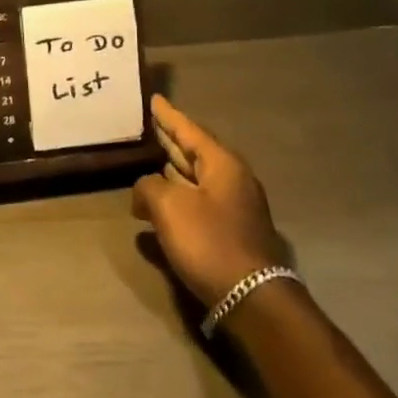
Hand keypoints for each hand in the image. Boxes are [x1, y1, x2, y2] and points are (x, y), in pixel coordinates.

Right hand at [131, 95, 286, 309]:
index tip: (154, 99)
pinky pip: (199, 200)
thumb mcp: (168, 207)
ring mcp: (235, 207)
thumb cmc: (210, 242)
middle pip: (195, 152)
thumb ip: (148, 187)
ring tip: (150, 158)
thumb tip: (144, 190)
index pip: (189, 130)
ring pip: (197, 177)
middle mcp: (232, 179)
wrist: (253, 298)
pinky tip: (161, 201)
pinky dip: (179, 194)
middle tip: (150, 125)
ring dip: (174, 168)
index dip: (168, 116)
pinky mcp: (232, 231)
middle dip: (172, 140)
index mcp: (222, 164)